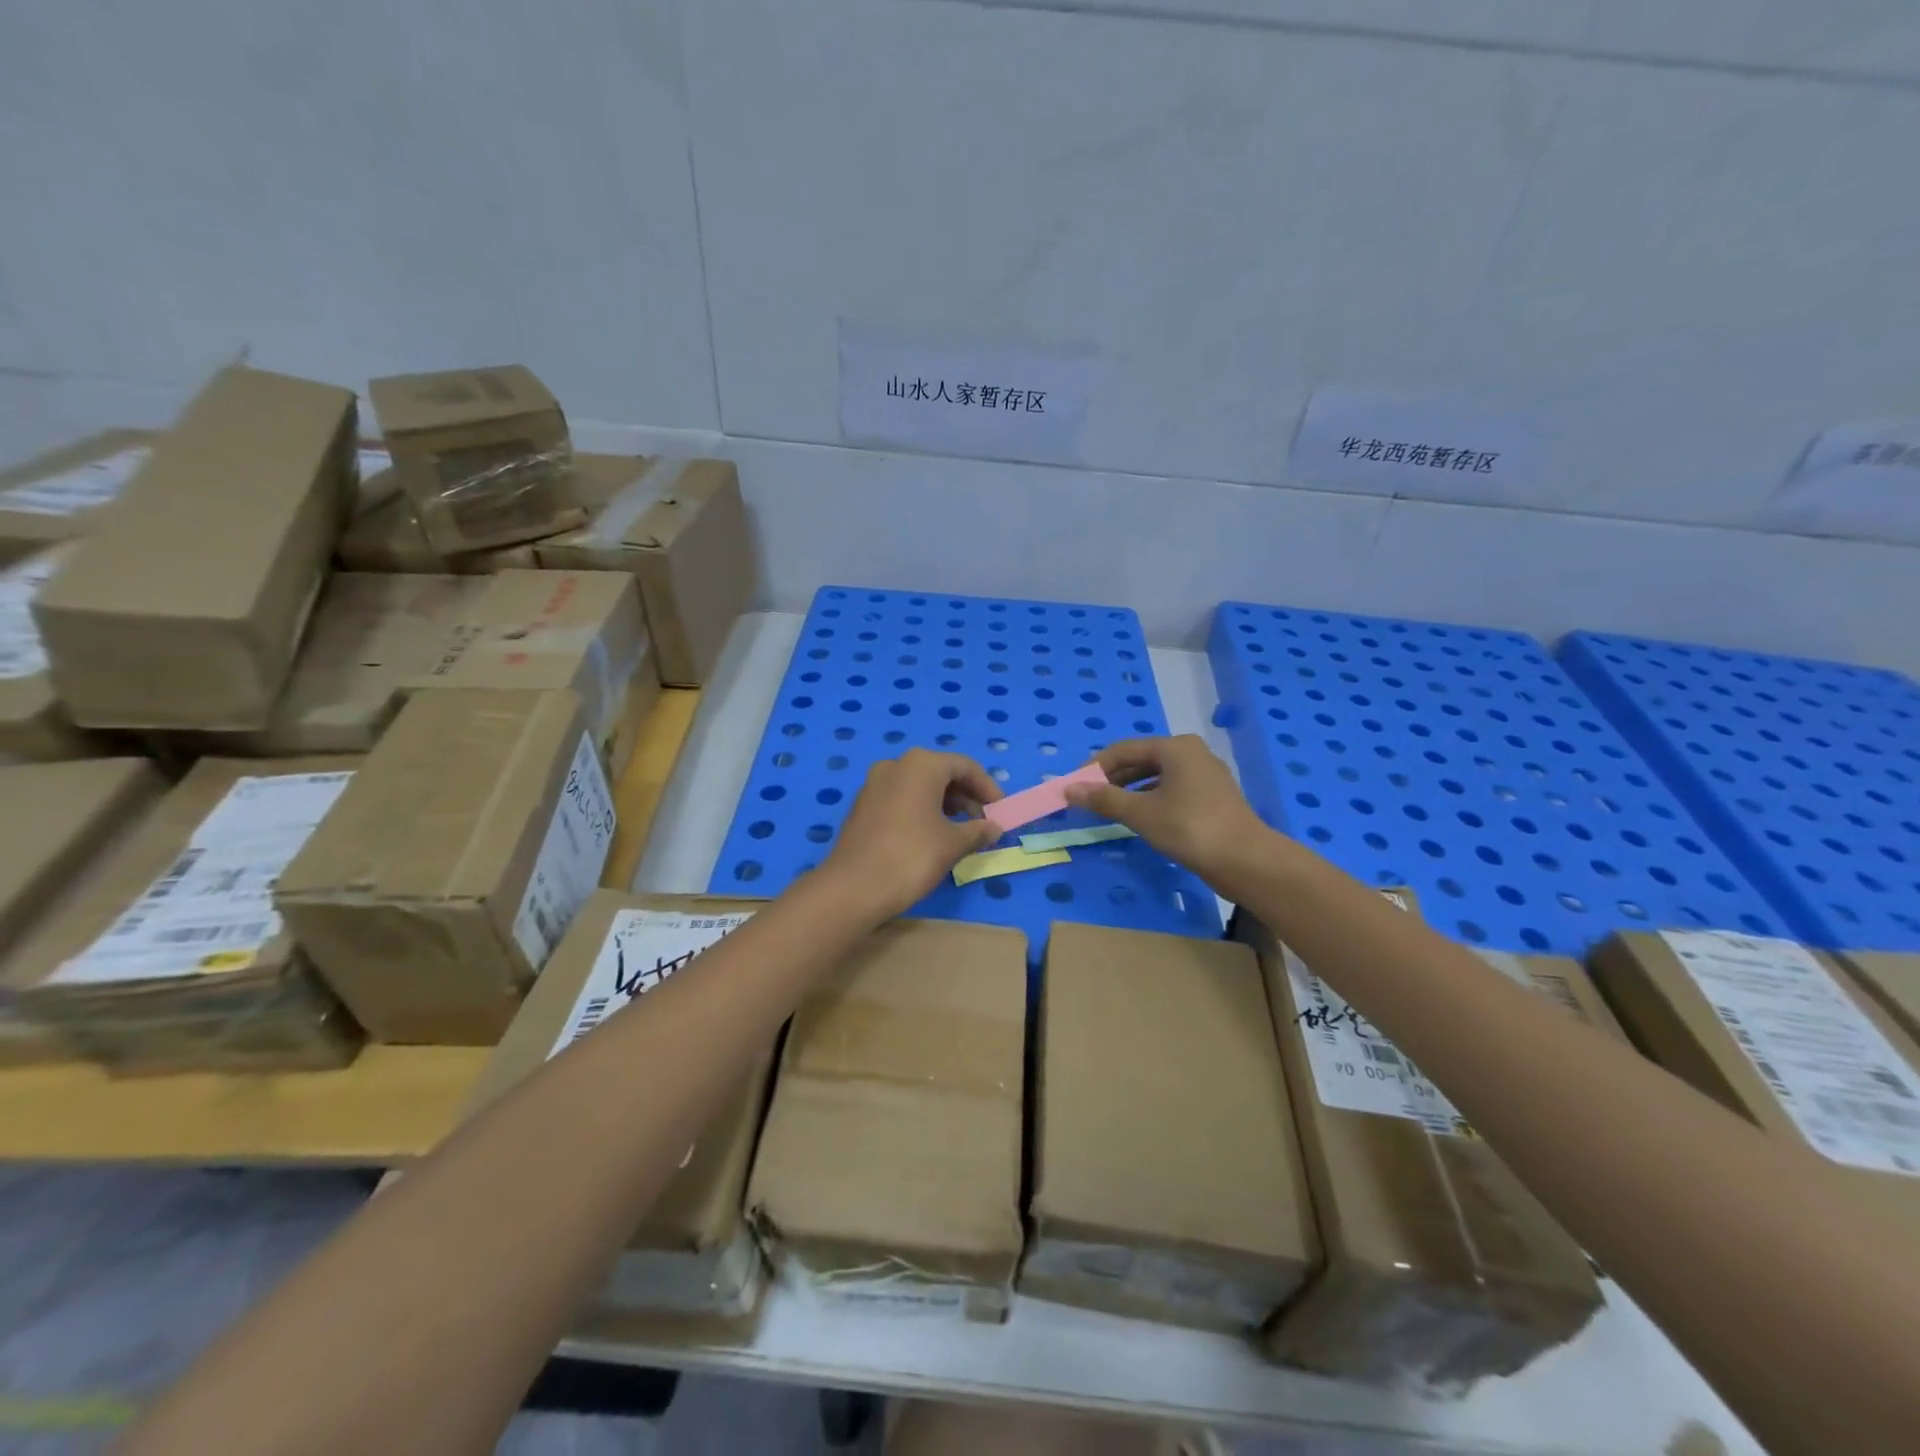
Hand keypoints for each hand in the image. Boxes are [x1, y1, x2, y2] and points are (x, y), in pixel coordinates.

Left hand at [817, 749, 1003, 920]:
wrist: (853, 887)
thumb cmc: (911, 857)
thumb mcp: (953, 844)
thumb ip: (978, 831)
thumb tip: (994, 827)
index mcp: (921, 765)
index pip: (965, 766)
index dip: (987, 788)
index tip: (1001, 811)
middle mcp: (896, 765)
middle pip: (941, 773)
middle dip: (966, 796)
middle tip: (983, 822)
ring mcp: (874, 784)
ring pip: (920, 786)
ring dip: (945, 804)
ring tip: (961, 832)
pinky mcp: (862, 805)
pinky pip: (901, 798)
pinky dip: (922, 810)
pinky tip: (931, 836)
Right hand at [1063, 735, 1270, 884]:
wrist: (1246, 861)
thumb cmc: (1189, 828)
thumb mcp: (1140, 813)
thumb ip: (1104, 799)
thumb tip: (1069, 790)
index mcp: (1175, 747)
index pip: (1123, 749)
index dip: (1094, 767)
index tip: (1074, 787)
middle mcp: (1191, 753)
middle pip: (1141, 760)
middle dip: (1112, 778)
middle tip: (1088, 799)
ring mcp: (1205, 775)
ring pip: (1157, 776)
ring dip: (1130, 790)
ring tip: (1109, 809)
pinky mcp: (1212, 797)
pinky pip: (1172, 789)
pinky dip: (1150, 799)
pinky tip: (1139, 817)